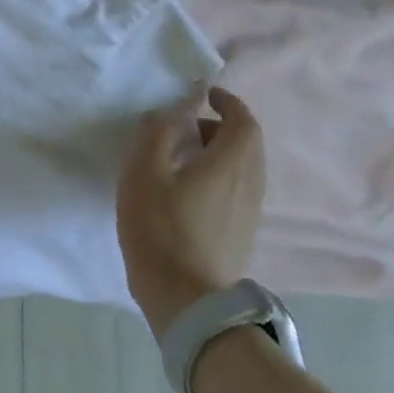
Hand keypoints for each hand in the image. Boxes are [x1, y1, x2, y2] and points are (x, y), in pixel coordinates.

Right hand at [118, 86, 266, 338]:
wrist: (186, 297)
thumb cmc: (160, 227)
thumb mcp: (144, 171)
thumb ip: (157, 134)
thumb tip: (169, 113)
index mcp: (230, 164)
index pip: (244, 121)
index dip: (227, 102)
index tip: (203, 94)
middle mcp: (249, 185)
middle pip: (248, 144)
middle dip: (221, 126)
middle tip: (186, 125)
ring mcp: (249, 212)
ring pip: (244, 168)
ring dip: (219, 152)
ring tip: (182, 155)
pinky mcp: (241, 232)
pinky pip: (238, 189)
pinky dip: (219, 175)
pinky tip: (188, 188)